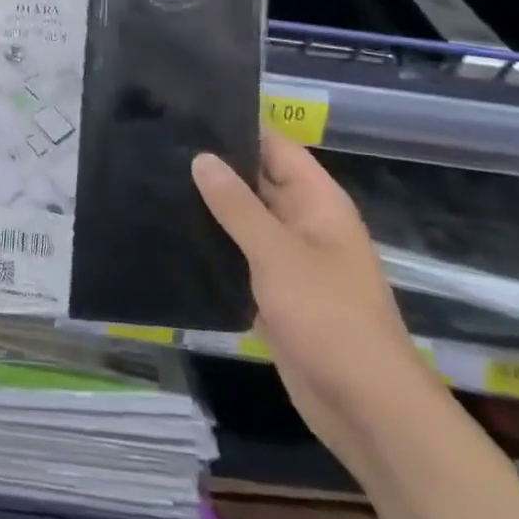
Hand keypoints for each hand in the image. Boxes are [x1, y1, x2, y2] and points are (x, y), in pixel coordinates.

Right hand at [192, 133, 440, 476]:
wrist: (364, 406)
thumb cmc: (328, 317)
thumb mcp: (277, 253)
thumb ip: (237, 205)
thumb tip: (202, 157)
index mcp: (318, 203)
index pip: (275, 147)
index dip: (238, 128)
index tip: (189, 112)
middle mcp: (304, 223)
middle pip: (257, 181)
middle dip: (215, 166)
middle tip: (158, 146)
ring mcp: (289, 259)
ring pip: (245, 220)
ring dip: (210, 207)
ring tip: (154, 181)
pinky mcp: (274, 291)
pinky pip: (240, 255)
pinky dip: (214, 244)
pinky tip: (172, 234)